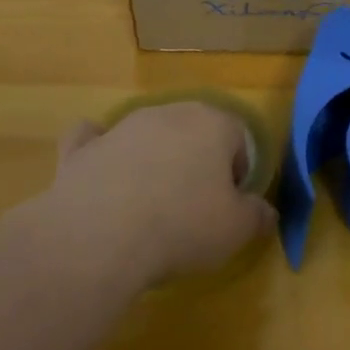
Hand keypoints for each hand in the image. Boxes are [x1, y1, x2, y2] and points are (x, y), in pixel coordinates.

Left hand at [45, 101, 277, 284]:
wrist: (100, 236)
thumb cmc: (183, 225)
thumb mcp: (236, 230)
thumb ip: (257, 216)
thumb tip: (266, 212)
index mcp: (213, 123)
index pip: (238, 138)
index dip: (237, 173)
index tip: (228, 207)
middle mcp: (169, 112)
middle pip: (193, 131)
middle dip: (197, 161)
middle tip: (193, 206)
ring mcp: (122, 127)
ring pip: (147, 134)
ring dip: (153, 159)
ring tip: (149, 207)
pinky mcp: (82, 148)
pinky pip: (93, 140)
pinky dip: (99, 151)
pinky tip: (100, 173)